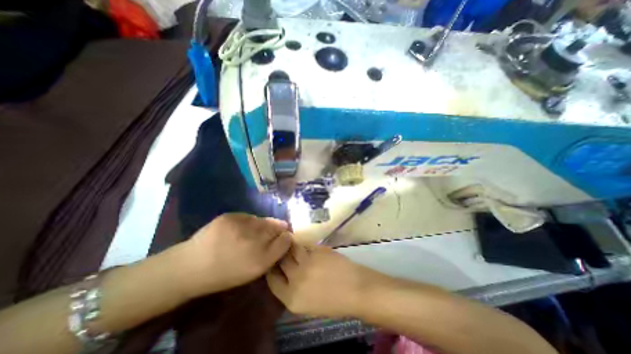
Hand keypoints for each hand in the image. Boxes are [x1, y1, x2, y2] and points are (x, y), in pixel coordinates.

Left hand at [177, 213, 290, 297]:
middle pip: (278, 227)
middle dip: (277, 229)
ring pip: (264, 220)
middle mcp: (255, 241)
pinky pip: (249, 216)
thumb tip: (284, 238)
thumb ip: (272, 254)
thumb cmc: (224, 274)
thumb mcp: (253, 271)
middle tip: (268, 233)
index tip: (284, 238)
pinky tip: (240, 228)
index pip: (286, 240)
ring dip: (263, 224)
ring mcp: (242, 226)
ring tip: (252, 231)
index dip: (286, 237)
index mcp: (261, 260)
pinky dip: (249, 221)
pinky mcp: (230, 216)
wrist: (190, 266)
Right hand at [264, 243, 370, 317]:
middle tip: (281, 249)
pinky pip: (305, 245)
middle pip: (280, 261)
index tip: (273, 263)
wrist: (355, 289)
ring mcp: (306, 262)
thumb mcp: (307, 304)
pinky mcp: (317, 250)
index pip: (272, 280)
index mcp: (291, 298)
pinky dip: (303, 244)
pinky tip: (305, 244)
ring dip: (290, 245)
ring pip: (291, 248)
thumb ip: (293, 290)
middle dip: (280, 254)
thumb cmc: (333, 302)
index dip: (271, 269)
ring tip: (290, 241)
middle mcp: (295, 279)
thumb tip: (285, 273)